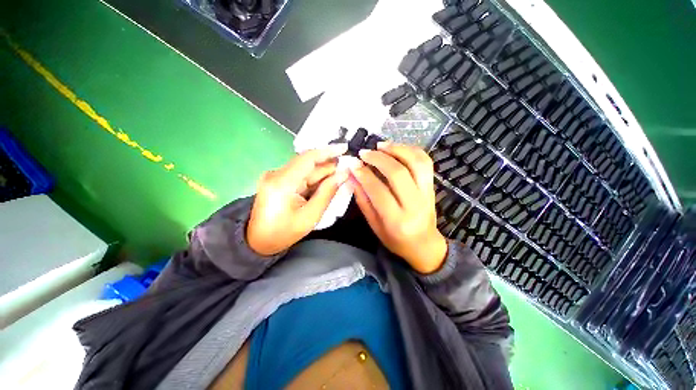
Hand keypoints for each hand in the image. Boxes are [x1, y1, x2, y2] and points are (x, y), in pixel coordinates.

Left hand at [247, 144, 348, 255]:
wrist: (258, 242)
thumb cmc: (284, 233)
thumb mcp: (310, 216)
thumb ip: (327, 192)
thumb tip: (343, 174)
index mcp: (282, 182)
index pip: (308, 158)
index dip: (328, 151)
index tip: (345, 148)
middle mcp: (276, 173)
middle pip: (308, 163)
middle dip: (329, 165)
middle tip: (348, 168)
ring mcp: (275, 176)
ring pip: (305, 169)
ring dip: (323, 173)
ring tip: (340, 176)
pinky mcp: (277, 180)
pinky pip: (300, 175)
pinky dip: (314, 179)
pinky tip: (326, 183)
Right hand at [351, 143, 446, 273]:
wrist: (424, 244)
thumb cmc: (395, 240)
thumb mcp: (374, 225)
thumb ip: (363, 200)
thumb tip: (352, 176)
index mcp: (397, 220)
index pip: (378, 191)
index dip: (364, 174)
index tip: (354, 163)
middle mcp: (415, 205)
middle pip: (398, 173)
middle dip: (378, 158)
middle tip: (365, 152)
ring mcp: (428, 194)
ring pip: (416, 163)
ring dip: (397, 149)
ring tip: (381, 145)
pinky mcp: (433, 187)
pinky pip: (426, 162)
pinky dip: (411, 150)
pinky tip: (397, 148)